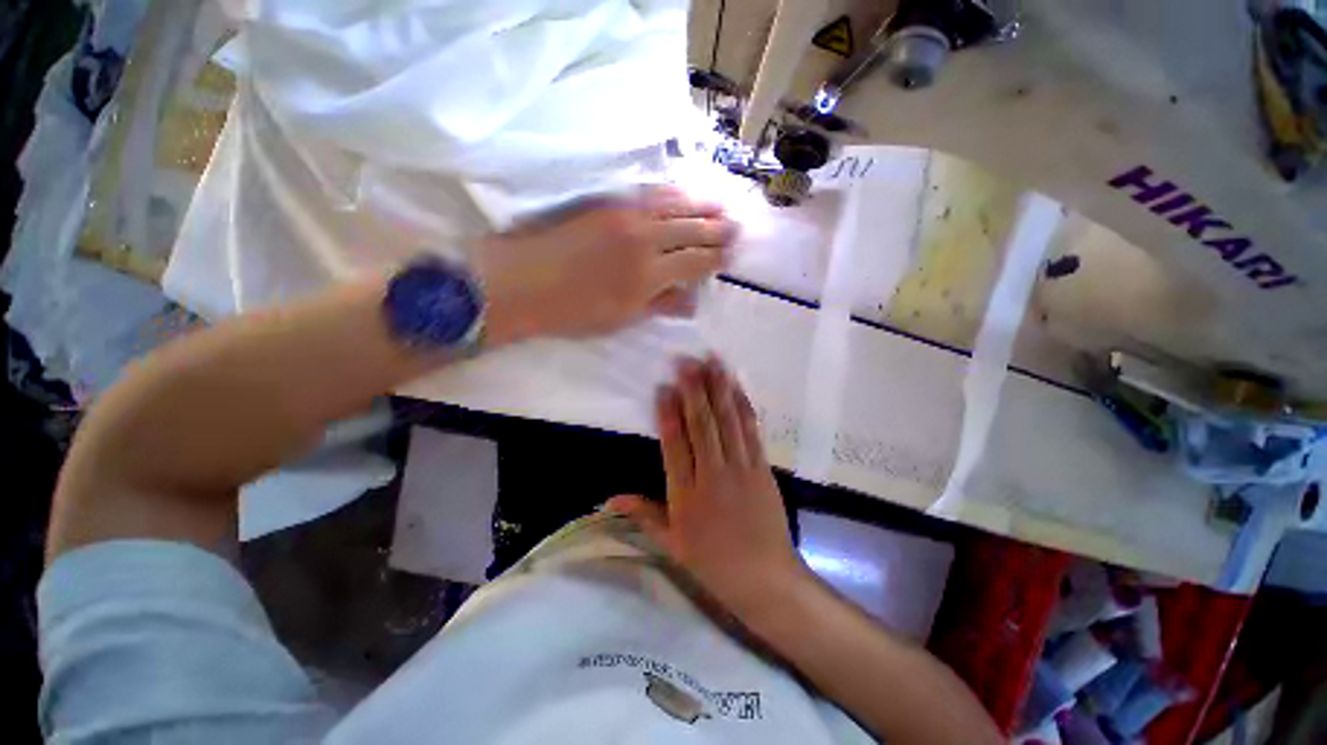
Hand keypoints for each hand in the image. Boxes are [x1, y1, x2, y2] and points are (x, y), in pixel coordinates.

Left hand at [477, 186, 737, 344]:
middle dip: (717, 228)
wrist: (520, 282)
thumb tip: (691, 301)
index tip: (729, 256)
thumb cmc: (572, 312)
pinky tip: (682, 194)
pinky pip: (649, 193)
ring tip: (721, 204)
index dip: (714, 258)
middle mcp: (643, 239)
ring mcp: (624, 216)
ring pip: (674, 204)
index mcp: (648, 276)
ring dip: (701, 204)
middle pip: (690, 229)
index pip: (694, 261)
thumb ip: (659, 306)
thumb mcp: (620, 319)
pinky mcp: (607, 202)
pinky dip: (672, 193)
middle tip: (736, 227)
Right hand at [607, 357, 809, 616]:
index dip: (669, 413)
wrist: (766, 579)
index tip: (663, 387)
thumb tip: (611, 498)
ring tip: (713, 362)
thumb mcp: (672, 544)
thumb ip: (644, 514)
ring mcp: (741, 468)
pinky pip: (751, 430)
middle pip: (703, 425)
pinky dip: (743, 405)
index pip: (675, 445)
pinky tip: (737, 387)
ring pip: (728, 421)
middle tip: (687, 361)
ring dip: (720, 389)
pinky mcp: (762, 467)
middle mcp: (713, 474)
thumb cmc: (713, 563)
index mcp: (687, 494)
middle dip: (695, 390)